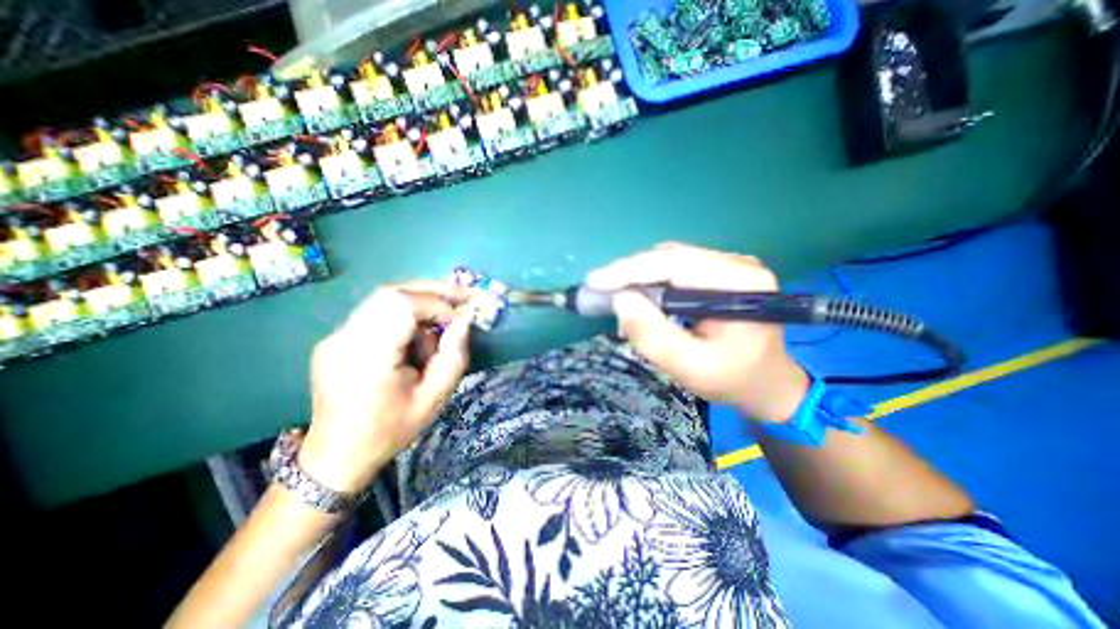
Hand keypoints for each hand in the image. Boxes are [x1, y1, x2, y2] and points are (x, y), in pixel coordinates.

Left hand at [297, 283, 470, 493]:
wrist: (337, 455)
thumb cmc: (390, 430)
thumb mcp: (434, 399)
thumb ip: (453, 357)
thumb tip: (463, 321)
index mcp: (367, 358)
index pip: (401, 305)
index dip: (436, 304)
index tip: (460, 319)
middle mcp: (344, 339)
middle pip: (391, 293)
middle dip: (431, 292)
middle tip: (461, 297)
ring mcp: (335, 336)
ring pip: (384, 299)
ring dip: (419, 307)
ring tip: (435, 335)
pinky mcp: (336, 338)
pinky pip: (376, 313)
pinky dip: (404, 317)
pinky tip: (413, 341)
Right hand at [586, 244, 805, 425]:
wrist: (765, 382)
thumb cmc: (731, 379)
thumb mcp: (690, 367)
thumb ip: (654, 336)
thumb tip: (620, 300)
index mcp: (740, 284)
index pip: (675, 264)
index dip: (630, 270)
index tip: (594, 281)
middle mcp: (737, 264)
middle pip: (670, 258)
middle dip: (630, 275)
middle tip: (600, 294)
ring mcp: (729, 265)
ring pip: (669, 261)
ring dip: (639, 279)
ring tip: (620, 302)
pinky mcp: (719, 271)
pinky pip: (676, 269)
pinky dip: (652, 283)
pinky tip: (642, 300)